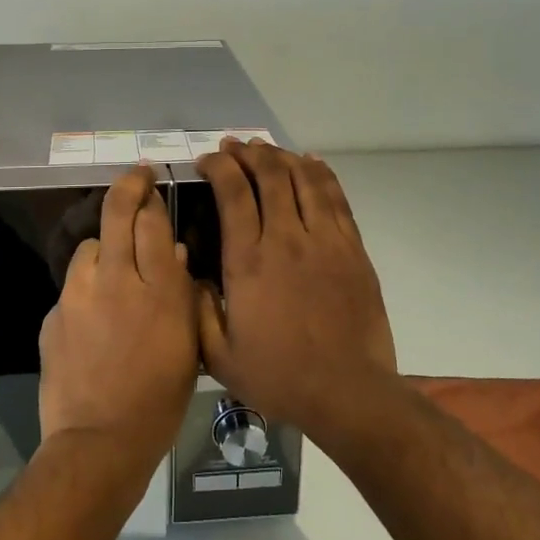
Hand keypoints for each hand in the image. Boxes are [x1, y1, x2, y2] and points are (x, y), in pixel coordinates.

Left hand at [38, 165, 208, 466]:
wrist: (99, 442)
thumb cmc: (159, 400)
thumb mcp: (188, 346)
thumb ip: (182, 293)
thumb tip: (173, 254)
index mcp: (157, 289)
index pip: (151, 220)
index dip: (151, 196)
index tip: (152, 184)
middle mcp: (116, 279)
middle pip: (116, 214)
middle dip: (127, 187)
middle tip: (136, 177)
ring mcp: (79, 295)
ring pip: (89, 246)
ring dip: (103, 246)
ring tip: (112, 266)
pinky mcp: (54, 313)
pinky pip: (73, 285)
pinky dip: (86, 287)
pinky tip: (93, 314)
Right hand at [195, 142, 399, 445]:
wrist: (348, 392)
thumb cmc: (279, 376)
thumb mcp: (219, 356)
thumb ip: (197, 310)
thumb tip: (187, 272)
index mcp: (249, 261)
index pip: (233, 193)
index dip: (219, 167)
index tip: (207, 160)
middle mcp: (287, 238)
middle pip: (269, 175)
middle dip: (248, 153)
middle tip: (234, 147)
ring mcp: (325, 240)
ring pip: (304, 179)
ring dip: (282, 156)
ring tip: (266, 148)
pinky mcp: (353, 248)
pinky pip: (336, 197)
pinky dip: (321, 173)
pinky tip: (310, 161)